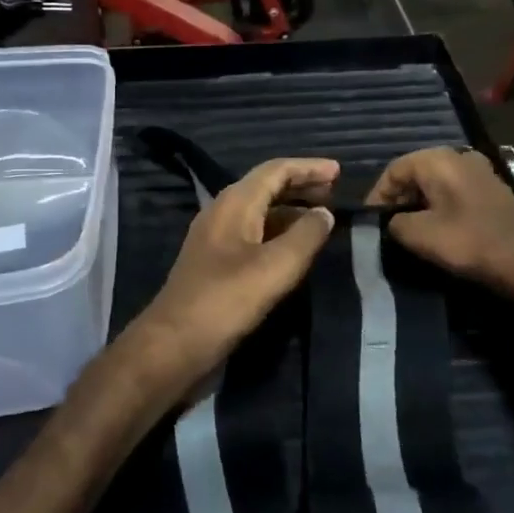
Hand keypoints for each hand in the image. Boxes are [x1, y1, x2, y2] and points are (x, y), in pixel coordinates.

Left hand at [125, 157, 338, 396]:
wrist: (174, 344)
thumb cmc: (226, 300)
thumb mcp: (276, 266)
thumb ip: (306, 236)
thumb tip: (325, 214)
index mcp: (234, 204)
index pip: (275, 171)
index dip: (308, 168)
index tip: (339, 171)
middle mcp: (222, 214)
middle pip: (265, 187)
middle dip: (300, 186)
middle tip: (334, 192)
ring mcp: (216, 240)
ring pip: (259, 213)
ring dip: (290, 211)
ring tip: (322, 220)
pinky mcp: (216, 265)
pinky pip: (253, 235)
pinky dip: (278, 234)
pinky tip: (295, 250)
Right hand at [368, 148, 513, 309]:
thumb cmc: (468, 242)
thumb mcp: (419, 235)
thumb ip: (395, 223)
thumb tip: (393, 221)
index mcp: (439, 160)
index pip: (394, 169)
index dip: (377, 194)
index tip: (371, 220)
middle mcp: (460, 156)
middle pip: (416, 172)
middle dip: (398, 197)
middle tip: (388, 224)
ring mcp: (480, 171)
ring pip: (437, 182)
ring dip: (420, 202)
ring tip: (409, 228)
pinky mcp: (493, 189)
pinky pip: (455, 190)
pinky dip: (440, 205)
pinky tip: (437, 227)